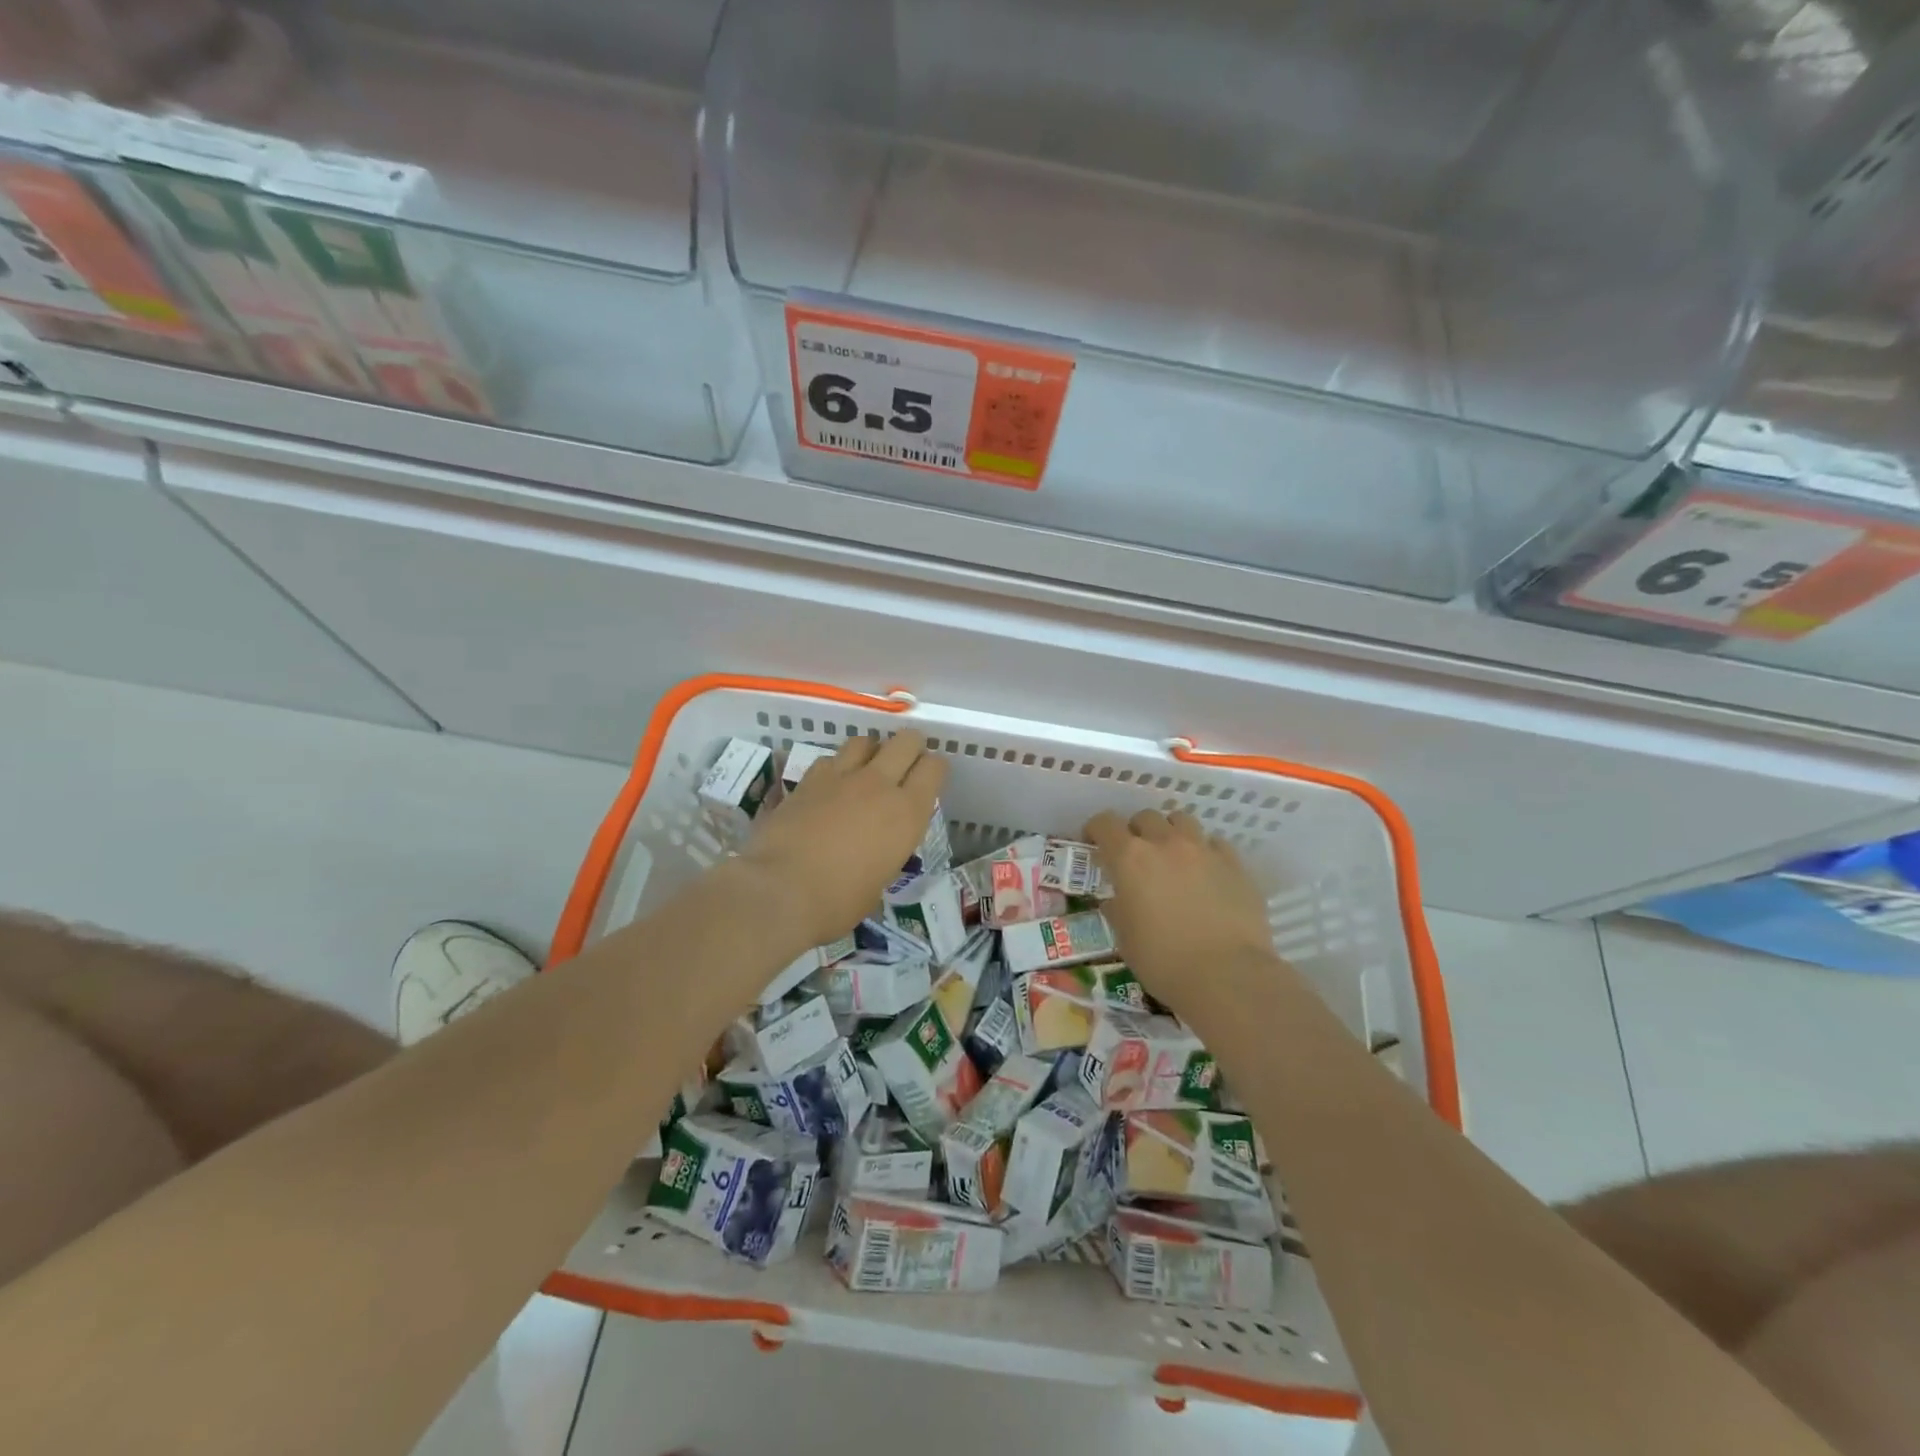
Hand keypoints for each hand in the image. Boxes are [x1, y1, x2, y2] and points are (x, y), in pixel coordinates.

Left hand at [738, 731, 947, 949]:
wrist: (779, 891)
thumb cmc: (838, 901)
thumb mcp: (879, 881)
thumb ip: (886, 852)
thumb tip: (876, 849)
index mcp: (907, 813)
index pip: (934, 768)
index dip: (934, 769)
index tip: (928, 780)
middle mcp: (879, 785)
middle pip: (906, 741)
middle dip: (910, 748)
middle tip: (903, 766)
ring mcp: (841, 777)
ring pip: (865, 741)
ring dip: (871, 752)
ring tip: (866, 770)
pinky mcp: (808, 779)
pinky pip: (830, 759)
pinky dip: (835, 767)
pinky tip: (830, 786)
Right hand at [1084, 809, 1274, 1031]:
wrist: (1227, 976)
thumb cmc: (1163, 961)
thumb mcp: (1124, 938)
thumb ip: (1117, 909)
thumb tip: (1118, 900)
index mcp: (1130, 858)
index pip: (1105, 823)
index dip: (1096, 829)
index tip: (1094, 843)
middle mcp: (1165, 843)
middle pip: (1145, 817)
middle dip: (1135, 831)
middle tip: (1136, 856)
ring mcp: (1203, 850)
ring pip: (1182, 820)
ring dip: (1170, 832)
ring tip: (1172, 856)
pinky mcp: (1235, 864)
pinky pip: (1214, 843)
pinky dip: (1204, 851)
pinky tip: (1205, 872)